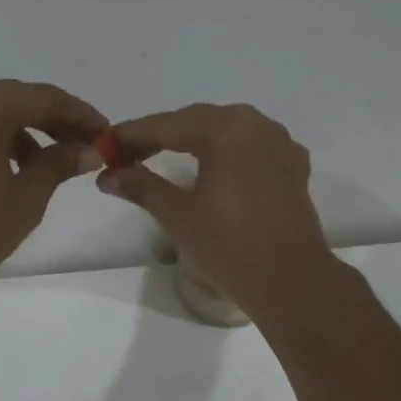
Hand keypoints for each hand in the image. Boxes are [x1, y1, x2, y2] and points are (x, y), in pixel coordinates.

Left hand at [0, 79, 106, 292]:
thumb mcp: (26, 197)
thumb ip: (58, 164)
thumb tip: (87, 150)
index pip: (43, 97)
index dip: (79, 114)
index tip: (105, 133)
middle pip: (16, 98)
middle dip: (54, 119)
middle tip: (85, 145)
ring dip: (27, 130)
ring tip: (53, 164)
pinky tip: (17, 169)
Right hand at [97, 103, 338, 322]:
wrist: (290, 280)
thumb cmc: (229, 245)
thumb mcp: (178, 215)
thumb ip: (142, 186)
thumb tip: (108, 176)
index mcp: (225, 129)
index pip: (168, 125)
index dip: (134, 135)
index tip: (107, 144)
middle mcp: (256, 124)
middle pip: (198, 121)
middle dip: (163, 135)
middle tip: (129, 154)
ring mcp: (280, 143)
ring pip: (227, 131)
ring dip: (195, 140)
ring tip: (166, 157)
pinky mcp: (293, 165)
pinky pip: (252, 147)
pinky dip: (227, 152)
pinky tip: (215, 168)